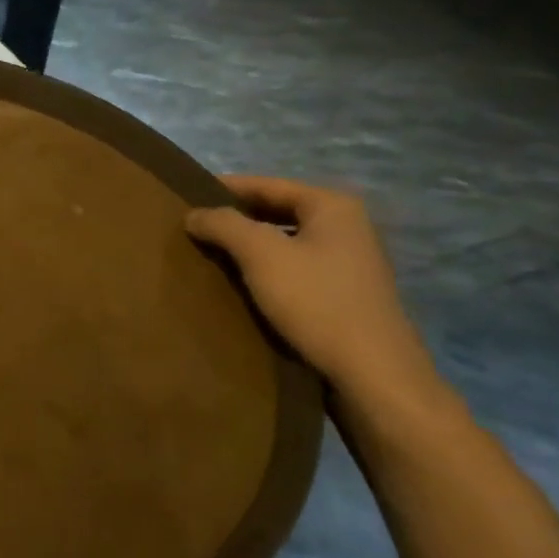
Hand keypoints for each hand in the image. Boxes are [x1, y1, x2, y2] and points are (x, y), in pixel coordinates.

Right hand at [185, 177, 440, 406]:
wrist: (372, 373)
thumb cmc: (316, 302)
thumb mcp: (260, 254)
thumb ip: (223, 224)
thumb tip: (194, 213)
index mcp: (332, 206)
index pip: (266, 184)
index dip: (223, 189)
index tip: (186, 198)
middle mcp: (347, 226)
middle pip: (277, 211)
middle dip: (235, 218)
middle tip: (194, 228)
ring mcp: (350, 262)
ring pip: (285, 241)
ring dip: (248, 246)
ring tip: (209, 255)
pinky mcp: (345, 294)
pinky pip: (294, 267)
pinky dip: (265, 269)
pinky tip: (241, 283)